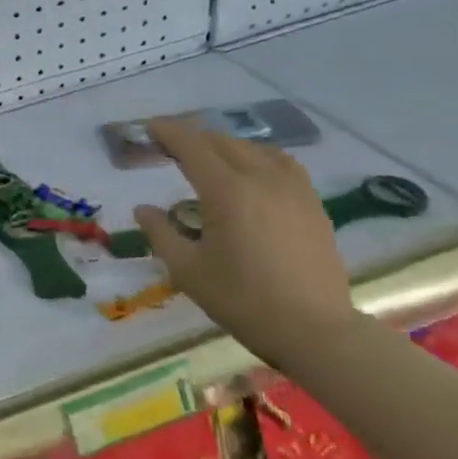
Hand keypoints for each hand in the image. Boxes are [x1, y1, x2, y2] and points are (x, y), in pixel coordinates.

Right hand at [131, 117, 357, 364]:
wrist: (314, 330)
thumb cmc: (243, 301)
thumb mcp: (188, 271)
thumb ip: (161, 233)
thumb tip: (143, 209)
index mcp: (227, 192)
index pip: (192, 146)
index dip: (167, 132)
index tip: (148, 128)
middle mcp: (261, 178)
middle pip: (222, 142)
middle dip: (192, 138)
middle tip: (168, 147)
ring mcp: (293, 189)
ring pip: (254, 149)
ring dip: (224, 146)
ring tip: (208, 158)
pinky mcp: (311, 204)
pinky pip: (281, 163)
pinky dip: (257, 157)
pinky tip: (252, 172)